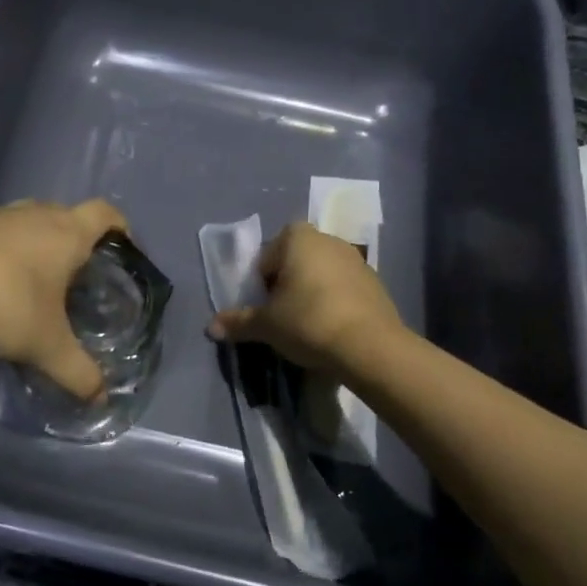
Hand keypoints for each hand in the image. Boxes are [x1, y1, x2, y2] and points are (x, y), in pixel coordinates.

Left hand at [0, 198, 129, 398]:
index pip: (105, 213)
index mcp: (66, 232)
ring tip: (37, 281)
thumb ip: (79, 373)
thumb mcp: (47, 347)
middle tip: (79, 277)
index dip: (120, 227)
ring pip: (30, 220)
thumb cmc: (5, 305)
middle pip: (67, 214)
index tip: (123, 250)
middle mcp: (35, 213)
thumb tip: (101, 399)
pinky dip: (6, 250)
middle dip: (78, 240)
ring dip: (39, 243)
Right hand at [207, 221, 403, 375]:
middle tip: (282, 317)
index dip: (262, 283)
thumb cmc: (308, 322)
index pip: (267, 256)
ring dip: (311, 294)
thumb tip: (211, 328)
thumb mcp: (266, 325)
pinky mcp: (376, 282)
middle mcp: (327, 239)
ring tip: (308, 327)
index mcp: (297, 237)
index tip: (265, 307)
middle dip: (286, 285)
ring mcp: (356, 259)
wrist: (371, 347)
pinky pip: (344, 289)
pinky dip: (335, 304)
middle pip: (295, 262)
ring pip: (321, 274)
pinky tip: (333, 330)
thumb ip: (238, 322)